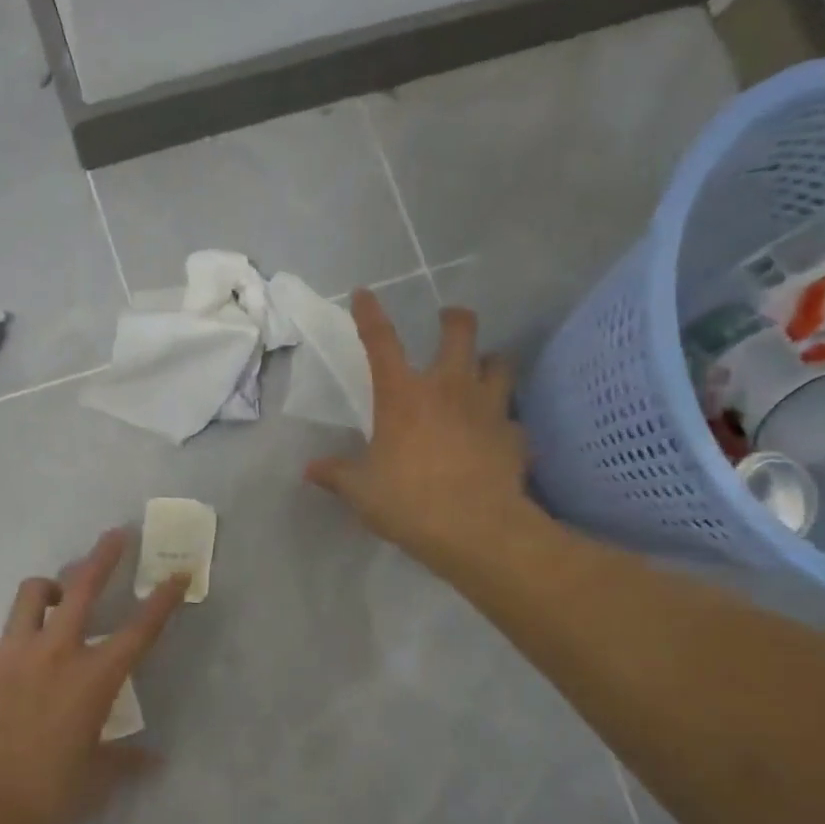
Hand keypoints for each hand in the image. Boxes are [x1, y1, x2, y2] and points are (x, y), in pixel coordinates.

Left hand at [0, 529, 187, 823]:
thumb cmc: (46, 798)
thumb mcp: (96, 781)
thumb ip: (125, 762)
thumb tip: (153, 761)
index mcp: (93, 677)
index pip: (140, 628)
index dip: (164, 598)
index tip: (178, 573)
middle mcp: (54, 652)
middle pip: (84, 587)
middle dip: (104, 556)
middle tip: (116, 535)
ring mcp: (8, 655)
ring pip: (30, 596)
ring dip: (47, 590)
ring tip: (53, 597)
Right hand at [306, 291, 533, 569]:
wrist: (475, 529)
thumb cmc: (409, 502)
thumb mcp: (361, 491)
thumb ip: (337, 475)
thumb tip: (309, 471)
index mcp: (403, 395)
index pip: (381, 342)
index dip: (370, 314)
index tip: (364, 294)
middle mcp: (449, 388)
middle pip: (461, 331)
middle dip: (454, 319)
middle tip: (448, 321)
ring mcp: (489, 408)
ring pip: (500, 363)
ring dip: (489, 363)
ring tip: (482, 371)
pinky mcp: (515, 435)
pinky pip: (513, 418)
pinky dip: (505, 421)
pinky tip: (498, 435)